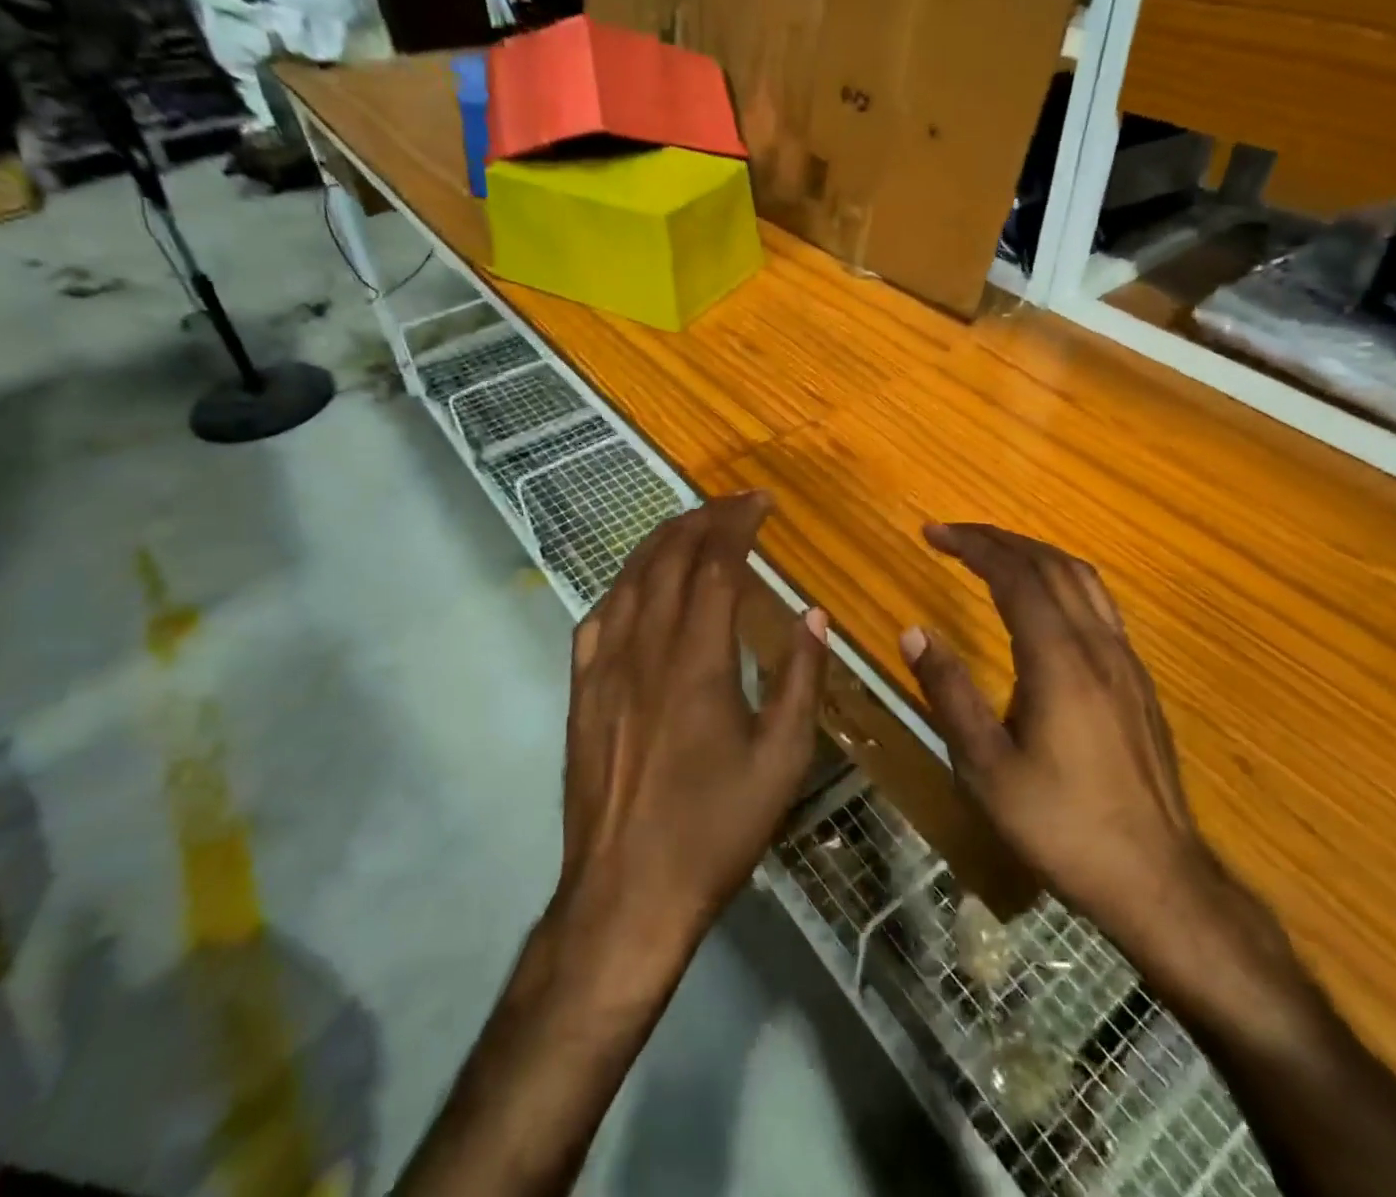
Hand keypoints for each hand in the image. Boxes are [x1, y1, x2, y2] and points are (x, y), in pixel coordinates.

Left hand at [554, 491, 828, 969]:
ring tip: (692, 526)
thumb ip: (800, 678)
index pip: (716, 563)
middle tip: (734, 504)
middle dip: (703, 519)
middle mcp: (645, 647)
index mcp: (698, 659)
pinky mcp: (581, 690)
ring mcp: (604, 667)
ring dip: (662, 541)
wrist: (626, 892)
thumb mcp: (782, 760)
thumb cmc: (715, 828)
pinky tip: (638, 585)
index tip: (762, 502)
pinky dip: (624, 584)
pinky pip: (599, 616)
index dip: (738, 523)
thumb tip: (813, 614)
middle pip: (669, 557)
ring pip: (629, 578)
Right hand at [900, 523, 1217, 963]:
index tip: (933, 532)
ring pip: (1083, 579)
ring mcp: (1126, 661)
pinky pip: (1099, 603)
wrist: (1158, 881)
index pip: (1015, 575)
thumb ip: (949, 692)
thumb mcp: (986, 767)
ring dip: (1034, 553)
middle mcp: (1097, 645)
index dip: (973, 545)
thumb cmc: (1061, 825)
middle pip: (1051, 565)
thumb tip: (913, 631)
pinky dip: (1061, 579)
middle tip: (953, 534)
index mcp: (1058, 660)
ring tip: (993, 553)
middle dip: (999, 539)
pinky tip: (1044, 601)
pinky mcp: (1138, 681)